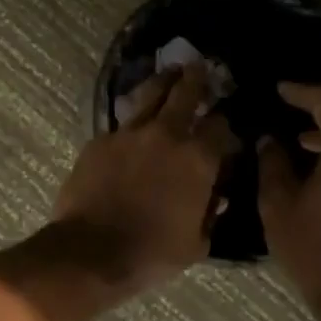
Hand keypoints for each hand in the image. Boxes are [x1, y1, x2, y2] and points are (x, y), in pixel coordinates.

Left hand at [53, 64, 234, 289]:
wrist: (92, 251)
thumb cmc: (152, 253)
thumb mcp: (197, 242)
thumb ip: (210, 211)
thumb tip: (216, 194)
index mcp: (197, 159)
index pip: (221, 126)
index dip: (226, 122)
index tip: (227, 122)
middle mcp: (166, 135)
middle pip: (185, 93)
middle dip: (196, 79)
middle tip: (200, 67)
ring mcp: (129, 133)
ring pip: (150, 94)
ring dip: (163, 82)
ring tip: (170, 73)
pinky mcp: (100, 139)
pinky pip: (122, 122)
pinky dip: (133, 117)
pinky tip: (134, 120)